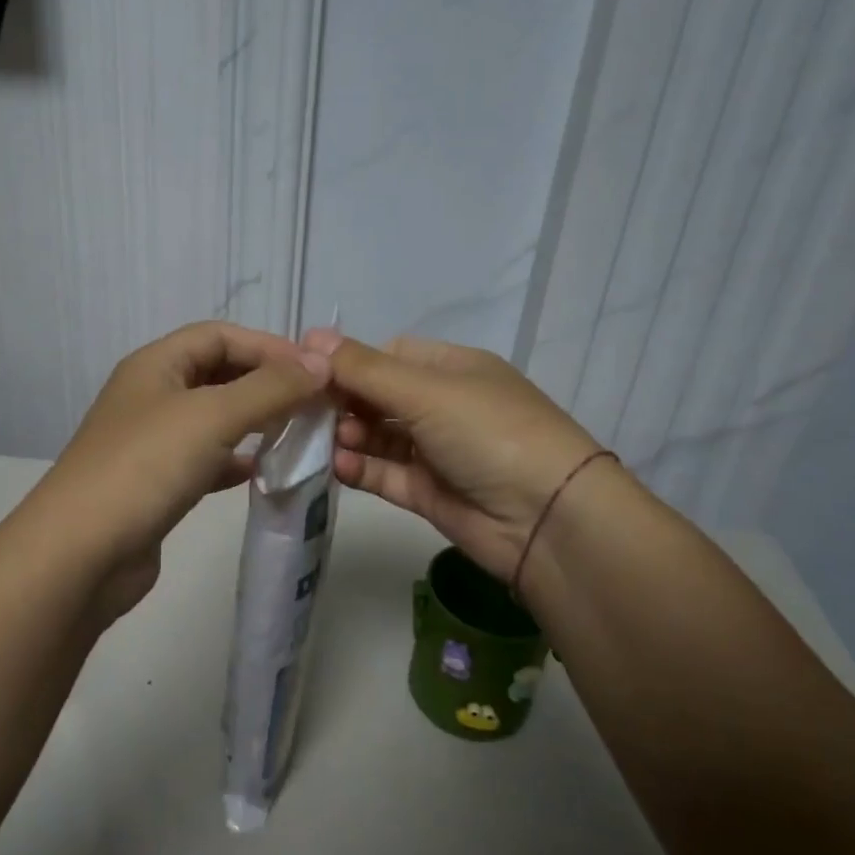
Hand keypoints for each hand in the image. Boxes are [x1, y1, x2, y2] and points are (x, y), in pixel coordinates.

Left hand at [34, 322, 330, 621]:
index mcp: (155, 365)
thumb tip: (321, 363)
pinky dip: (234, 459)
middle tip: (314, 402)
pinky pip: (205, 459)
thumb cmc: (146, 467)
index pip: (219, 335)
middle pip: (217, 373)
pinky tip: (261, 471)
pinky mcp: (156, 484)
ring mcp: (151, 442)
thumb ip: (270, 388)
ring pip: (213, 418)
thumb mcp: (212, 416)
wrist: (82, 553)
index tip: (316, 370)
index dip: (268, 346)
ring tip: (297, 433)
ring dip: (254, 420)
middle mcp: (151, 395)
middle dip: (264, 382)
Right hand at [306, 329, 601, 583]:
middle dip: (344, 402)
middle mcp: (444, 406)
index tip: (309, 372)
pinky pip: (385, 474)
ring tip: (329, 441)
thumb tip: (311, 334)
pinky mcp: (428, 493)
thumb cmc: (489, 433)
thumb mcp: (426, 390)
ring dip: (349, 436)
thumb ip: (364, 369)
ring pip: (378, 437)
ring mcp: (436, 452)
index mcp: (452, 369)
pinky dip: (361, 469)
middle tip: (308, 411)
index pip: (390, 356)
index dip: (350, 362)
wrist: (547, 519)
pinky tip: (340, 466)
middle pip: (379, 397)